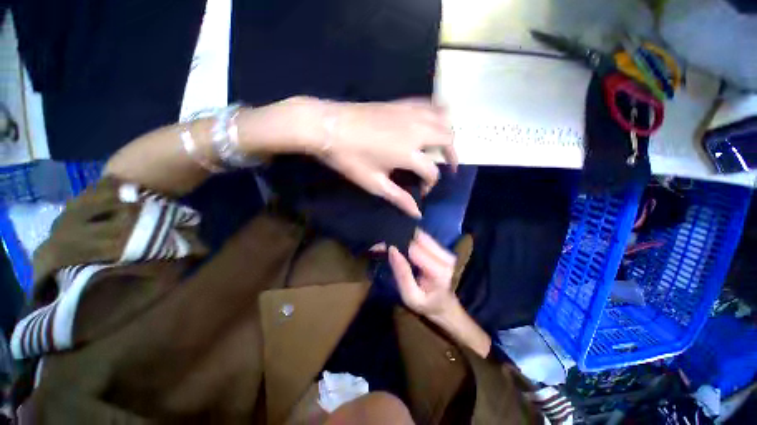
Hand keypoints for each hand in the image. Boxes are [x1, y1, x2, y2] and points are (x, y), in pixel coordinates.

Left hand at [320, 99, 456, 217]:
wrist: (328, 126)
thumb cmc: (350, 158)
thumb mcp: (374, 183)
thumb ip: (399, 197)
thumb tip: (417, 214)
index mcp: (409, 153)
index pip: (432, 171)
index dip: (431, 184)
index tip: (422, 191)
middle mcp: (416, 131)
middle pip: (448, 139)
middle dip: (452, 155)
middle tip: (447, 166)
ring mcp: (410, 114)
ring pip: (443, 119)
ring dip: (447, 133)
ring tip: (443, 146)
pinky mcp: (401, 104)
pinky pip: (428, 104)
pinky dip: (437, 113)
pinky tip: (432, 121)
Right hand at [388, 230, 458, 317]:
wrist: (446, 307)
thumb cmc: (427, 305)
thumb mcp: (410, 297)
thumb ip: (402, 274)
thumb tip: (392, 249)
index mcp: (439, 272)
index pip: (414, 249)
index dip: (397, 244)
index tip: (383, 246)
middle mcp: (446, 258)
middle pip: (419, 238)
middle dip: (402, 238)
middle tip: (387, 245)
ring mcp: (447, 253)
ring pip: (422, 236)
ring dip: (407, 238)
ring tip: (396, 246)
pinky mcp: (445, 250)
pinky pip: (426, 239)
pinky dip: (414, 240)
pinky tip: (407, 247)